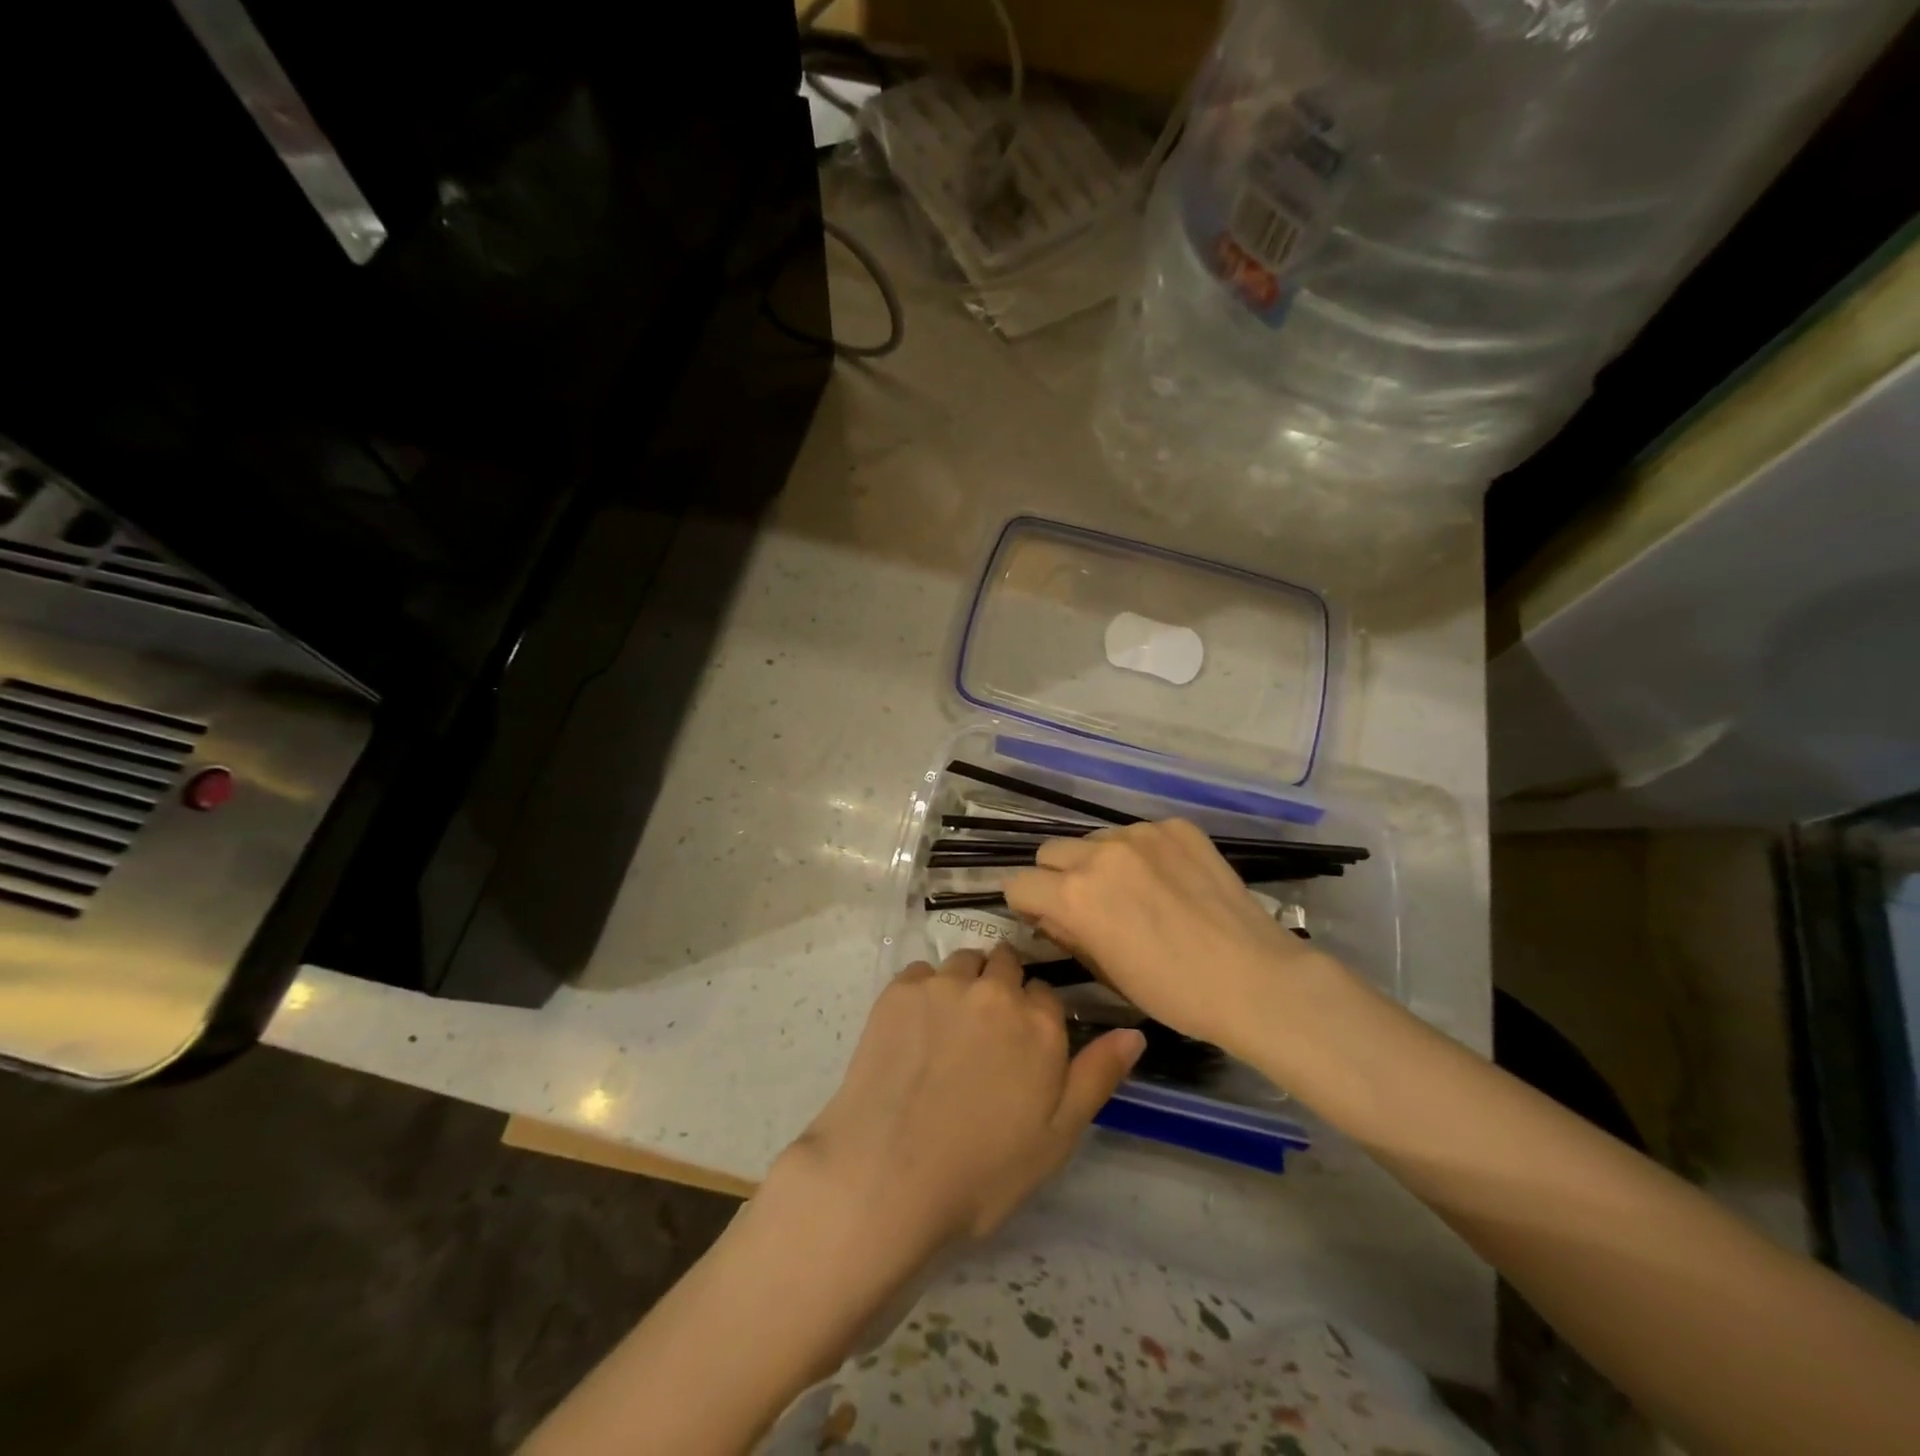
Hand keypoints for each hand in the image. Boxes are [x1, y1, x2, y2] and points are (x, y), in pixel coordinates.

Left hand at [776, 946, 1142, 1265]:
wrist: (887, 1177)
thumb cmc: (982, 1171)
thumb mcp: (1057, 1137)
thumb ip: (1097, 1075)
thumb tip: (1136, 1031)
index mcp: (1039, 1023)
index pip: (1046, 994)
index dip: (1035, 1017)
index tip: (1021, 1045)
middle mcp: (995, 990)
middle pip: (1006, 965)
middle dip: (1002, 989)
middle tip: (985, 1035)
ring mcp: (944, 985)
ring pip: (965, 963)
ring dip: (966, 983)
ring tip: (950, 1029)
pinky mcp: (899, 990)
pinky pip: (923, 972)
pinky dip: (926, 991)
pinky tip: (915, 1031)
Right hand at [1003, 819, 1343, 1053]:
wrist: (1254, 979)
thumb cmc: (1173, 992)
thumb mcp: (1106, 972)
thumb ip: (1067, 934)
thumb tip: (1051, 915)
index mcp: (1075, 894)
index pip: (1018, 882)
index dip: (1026, 904)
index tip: (1045, 918)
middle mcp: (1100, 853)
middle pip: (1051, 851)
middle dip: (1057, 877)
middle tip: (1086, 905)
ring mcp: (1141, 834)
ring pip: (1096, 839)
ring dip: (1100, 862)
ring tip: (1134, 892)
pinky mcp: (1176, 827)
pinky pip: (1139, 834)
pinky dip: (1142, 854)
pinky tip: (1169, 882)